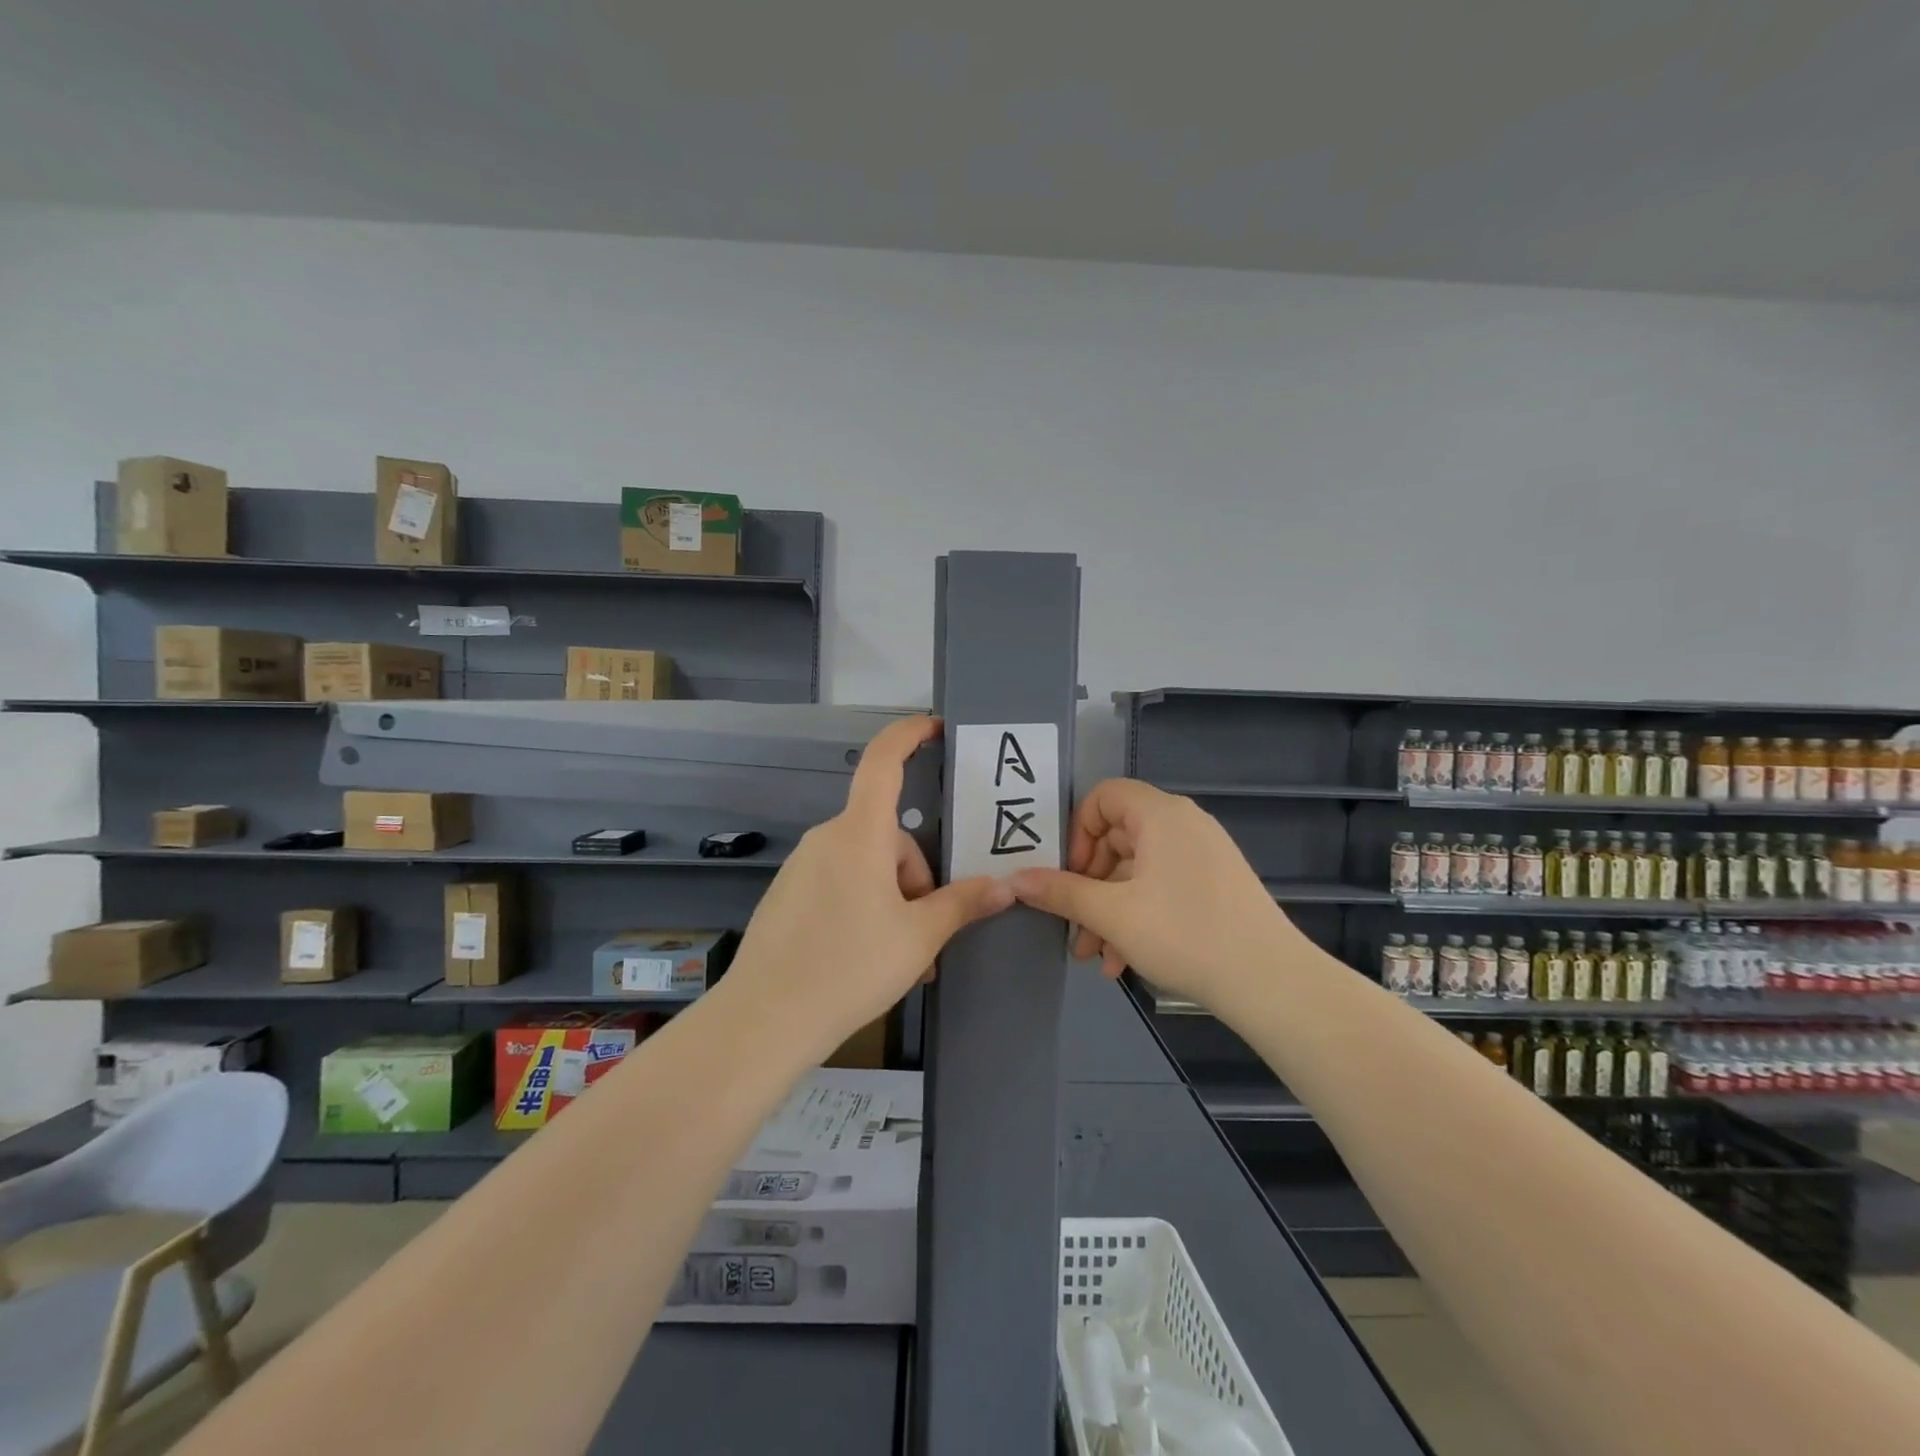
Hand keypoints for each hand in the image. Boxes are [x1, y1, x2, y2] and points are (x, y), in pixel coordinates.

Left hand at [722, 715, 1014, 1057]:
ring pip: (867, 866)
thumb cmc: (849, 967)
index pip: (884, 762)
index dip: (909, 734)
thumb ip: (963, 903)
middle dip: (917, 877)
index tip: (936, 727)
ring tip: (902, 957)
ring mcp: (803, 867)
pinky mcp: (788, 894)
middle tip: (928, 935)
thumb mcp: (918, 938)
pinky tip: (867, 957)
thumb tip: (1006, 886)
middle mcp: (827, 839)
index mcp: (859, 834)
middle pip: (889, 836)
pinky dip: (865, 908)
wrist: (765, 1020)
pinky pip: (841, 884)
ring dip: (893, 900)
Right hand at [1009, 779, 1298, 1012]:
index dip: (1077, 830)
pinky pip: (1162, 887)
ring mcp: (1203, 856)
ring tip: (1094, 956)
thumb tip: (1014, 879)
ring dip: (1108, 909)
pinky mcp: (1215, 885)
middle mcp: (1183, 825)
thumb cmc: (1184, 934)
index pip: (1103, 796)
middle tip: (1072, 923)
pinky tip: (1122, 962)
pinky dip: (1137, 915)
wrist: (1270, 981)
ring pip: (1137, 871)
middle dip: (1088, 883)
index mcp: (1160, 815)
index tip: (1068, 873)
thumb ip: (1061, 892)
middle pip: (1117, 838)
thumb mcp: (1111, 914)